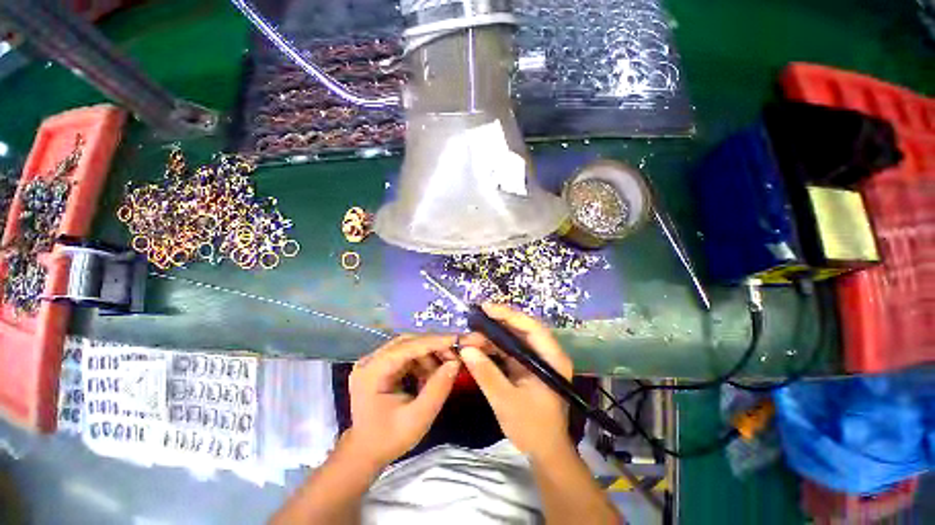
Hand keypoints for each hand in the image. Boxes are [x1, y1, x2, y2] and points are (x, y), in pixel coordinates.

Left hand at [345, 333, 475, 467]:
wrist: (363, 453)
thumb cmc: (388, 440)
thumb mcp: (417, 419)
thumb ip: (437, 389)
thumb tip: (455, 363)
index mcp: (372, 371)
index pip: (408, 346)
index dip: (435, 341)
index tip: (459, 339)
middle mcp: (371, 360)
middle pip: (408, 342)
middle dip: (434, 346)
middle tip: (456, 356)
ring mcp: (375, 361)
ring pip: (409, 346)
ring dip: (430, 354)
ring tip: (445, 369)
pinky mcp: (381, 365)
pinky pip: (407, 355)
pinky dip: (423, 361)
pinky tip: (431, 375)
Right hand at [459, 303, 574, 460]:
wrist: (544, 452)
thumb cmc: (532, 428)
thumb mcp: (506, 401)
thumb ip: (486, 373)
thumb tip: (466, 349)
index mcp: (551, 359)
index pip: (532, 327)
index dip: (509, 315)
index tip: (486, 308)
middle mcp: (546, 354)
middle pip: (521, 330)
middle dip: (495, 326)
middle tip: (472, 324)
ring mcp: (536, 360)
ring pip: (512, 340)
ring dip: (491, 338)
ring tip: (469, 339)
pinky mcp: (526, 367)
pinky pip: (508, 351)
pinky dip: (492, 349)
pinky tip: (477, 349)